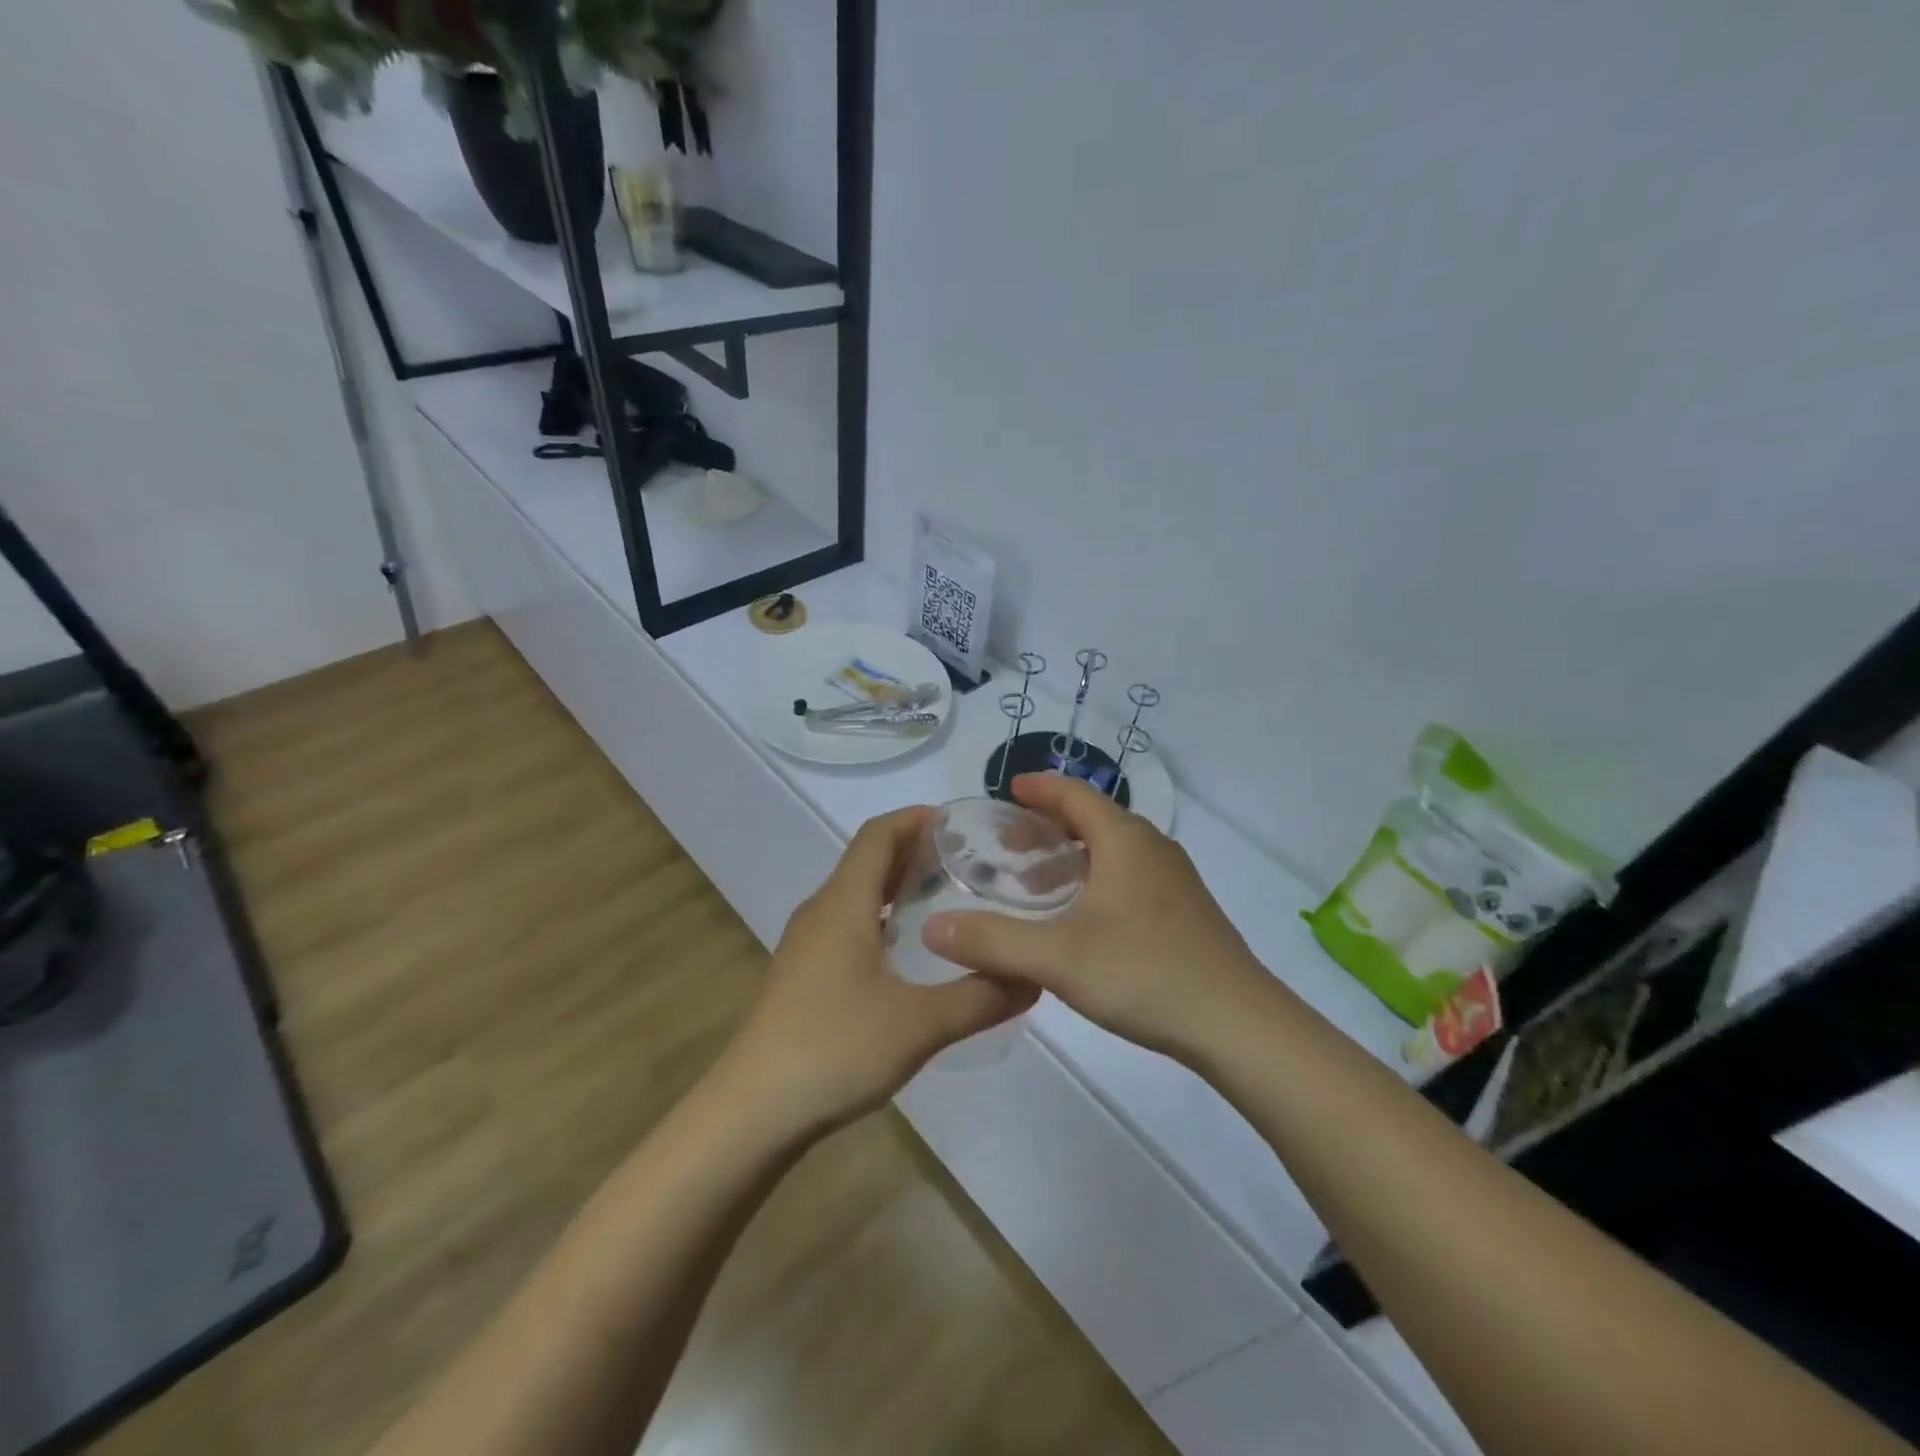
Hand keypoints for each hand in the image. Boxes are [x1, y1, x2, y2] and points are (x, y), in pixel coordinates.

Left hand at [717, 806, 1036, 1137]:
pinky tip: (911, 951)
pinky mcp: (803, 973)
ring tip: (949, 899)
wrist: (752, 1112)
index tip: (962, 823)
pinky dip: (883, 917)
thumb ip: (980, 997)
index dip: (917, 818)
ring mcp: (807, 943)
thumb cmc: (834, 1049)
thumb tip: (1032, 977)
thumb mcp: (919, 1024)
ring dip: (900, 885)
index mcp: (843, 903)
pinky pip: (848, 923)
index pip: (879, 834)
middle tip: (971, 862)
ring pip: (858, 894)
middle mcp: (821, 911)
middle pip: (869, 859)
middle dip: (916, 851)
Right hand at [923, 775, 1275, 1062]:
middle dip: (1049, 827)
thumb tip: (932, 927)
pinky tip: (1081, 921)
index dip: (1040, 788)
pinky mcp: (1185, 913)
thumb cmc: (1144, 973)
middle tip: (1009, 848)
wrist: (1238, 1024)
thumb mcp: (1058, 958)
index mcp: (1125, 841)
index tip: (1009, 789)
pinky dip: (1096, 882)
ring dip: (1073, 859)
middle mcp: (1153, 849)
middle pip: (1094, 821)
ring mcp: (1175, 882)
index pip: (1076, 795)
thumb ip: (993, 941)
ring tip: (1036, 887)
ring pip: (1114, 853)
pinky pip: (1130, 878)